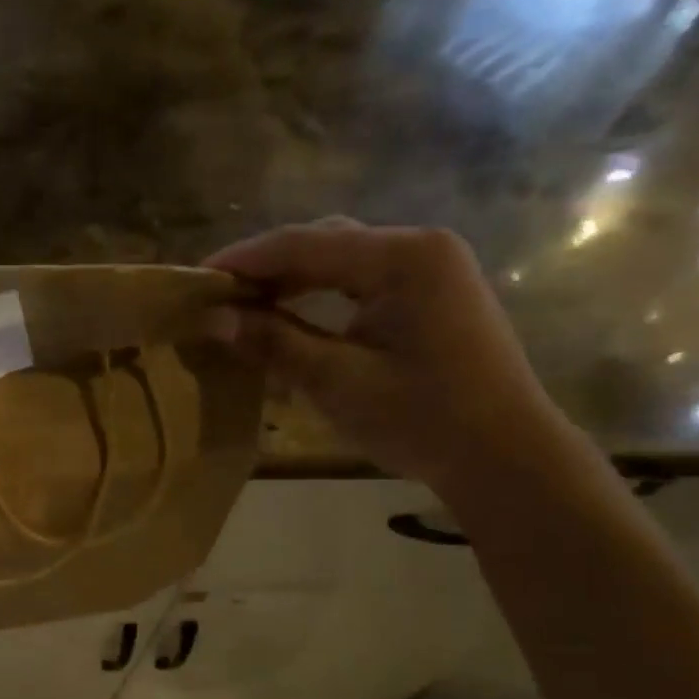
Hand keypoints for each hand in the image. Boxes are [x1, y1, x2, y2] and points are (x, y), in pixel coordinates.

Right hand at [205, 219, 587, 500]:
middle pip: (323, 243)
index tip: (194, 279)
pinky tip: (290, 317)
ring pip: (341, 260)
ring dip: (290, 281)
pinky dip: (320, 295)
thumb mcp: (337, 382)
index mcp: (403, 258)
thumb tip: (213, 319)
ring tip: (243, 307)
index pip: (303, 244)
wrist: (504, 455)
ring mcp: (431, 268)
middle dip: (265, 267)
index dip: (243, 260)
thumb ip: (274, 342)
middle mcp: (419, 247)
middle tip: (216, 296)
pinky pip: (361, 281)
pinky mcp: (432, 293)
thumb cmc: (422, 419)